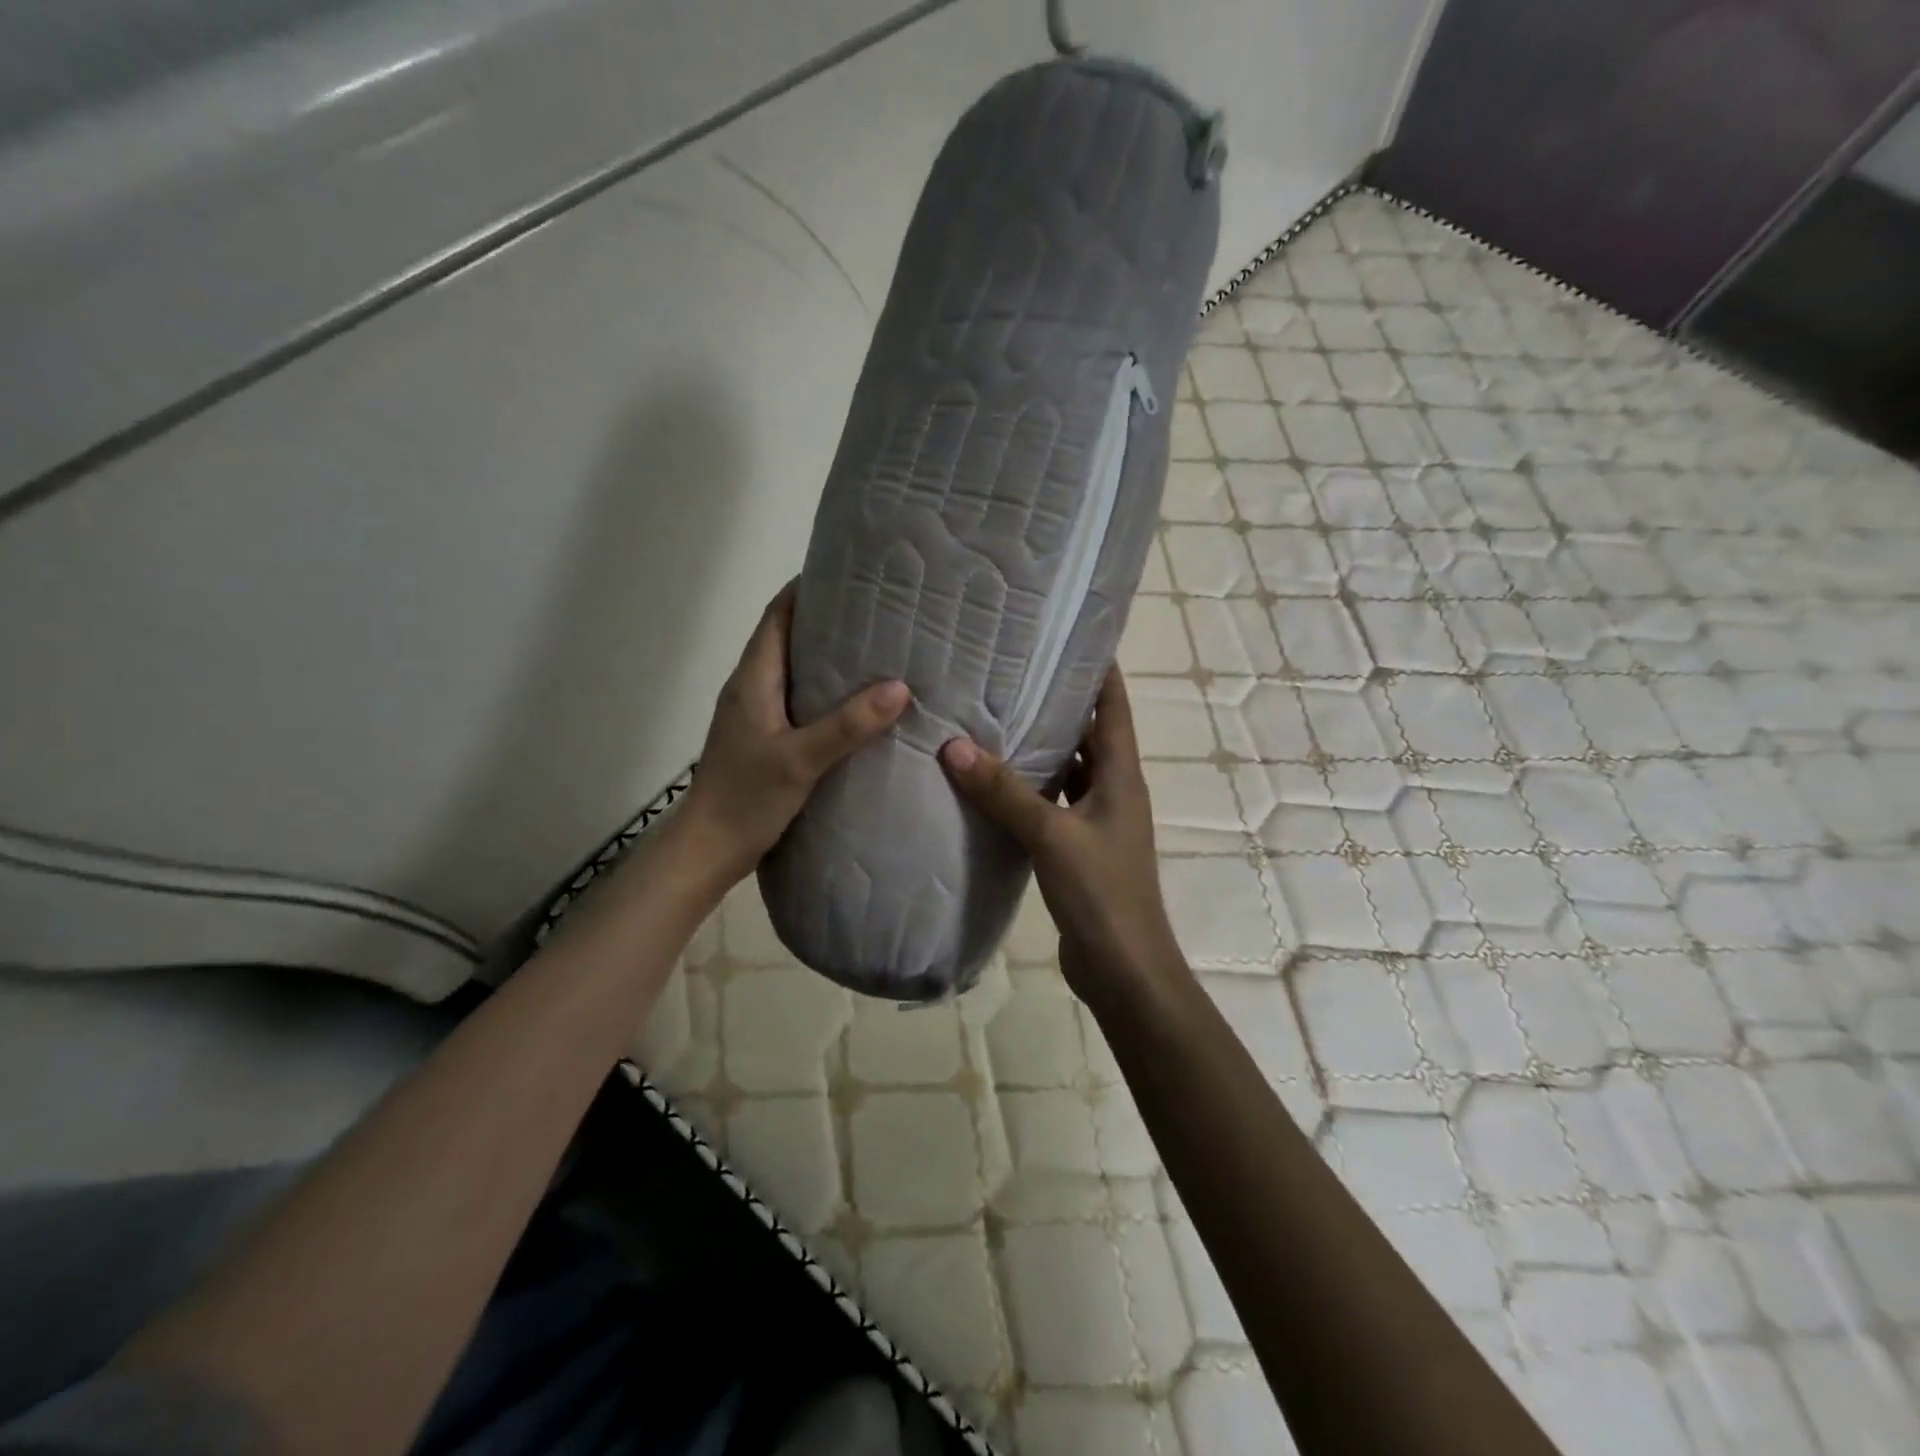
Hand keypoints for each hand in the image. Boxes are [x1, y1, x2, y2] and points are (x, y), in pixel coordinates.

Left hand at [677, 583, 909, 884]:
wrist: (709, 848)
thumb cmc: (746, 797)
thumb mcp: (801, 760)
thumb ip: (848, 724)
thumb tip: (900, 687)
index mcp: (752, 679)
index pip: (777, 616)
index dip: (806, 589)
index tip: (848, 574)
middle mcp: (750, 688)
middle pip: (786, 637)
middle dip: (826, 620)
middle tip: (876, 612)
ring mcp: (754, 714)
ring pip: (792, 670)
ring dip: (826, 656)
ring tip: (874, 650)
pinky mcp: (762, 738)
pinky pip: (796, 699)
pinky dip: (823, 691)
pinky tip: (854, 704)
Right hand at [939, 666, 1183, 999]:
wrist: (1123, 967)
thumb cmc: (1101, 893)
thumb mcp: (1052, 835)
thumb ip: (1004, 792)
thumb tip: (954, 746)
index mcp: (1122, 775)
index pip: (1115, 706)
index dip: (1100, 668)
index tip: (1070, 635)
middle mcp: (1114, 790)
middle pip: (1090, 733)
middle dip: (1059, 701)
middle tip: (1013, 670)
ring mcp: (1096, 820)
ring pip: (1069, 768)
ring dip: (1042, 745)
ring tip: (997, 716)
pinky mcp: (1077, 847)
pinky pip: (1052, 803)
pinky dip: (1030, 788)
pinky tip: (994, 782)